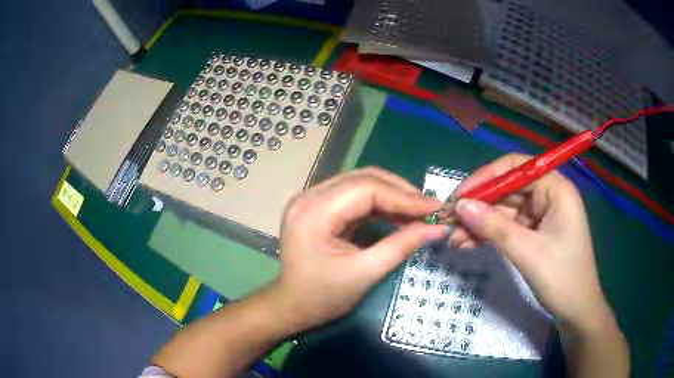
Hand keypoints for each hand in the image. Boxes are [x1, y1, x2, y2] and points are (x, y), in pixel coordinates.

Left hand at [269, 168, 447, 333]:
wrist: (292, 306)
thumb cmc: (322, 297)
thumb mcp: (364, 273)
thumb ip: (401, 246)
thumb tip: (438, 228)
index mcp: (314, 211)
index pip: (366, 189)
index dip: (404, 197)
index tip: (434, 207)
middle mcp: (309, 196)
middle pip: (363, 180)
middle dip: (400, 192)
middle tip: (429, 209)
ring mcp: (312, 199)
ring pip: (361, 184)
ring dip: (392, 196)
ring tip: (418, 212)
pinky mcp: (318, 207)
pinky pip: (354, 196)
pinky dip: (379, 204)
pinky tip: (398, 215)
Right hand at [449, 153, 612, 332]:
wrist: (576, 311)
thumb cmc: (562, 278)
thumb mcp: (528, 252)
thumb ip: (495, 227)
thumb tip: (461, 206)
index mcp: (556, 189)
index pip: (516, 168)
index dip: (486, 177)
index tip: (460, 195)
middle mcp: (548, 196)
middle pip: (508, 189)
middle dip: (479, 206)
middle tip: (450, 221)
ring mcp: (541, 215)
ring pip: (505, 210)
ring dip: (480, 223)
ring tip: (455, 238)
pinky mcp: (535, 233)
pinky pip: (508, 227)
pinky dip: (489, 235)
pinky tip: (469, 244)